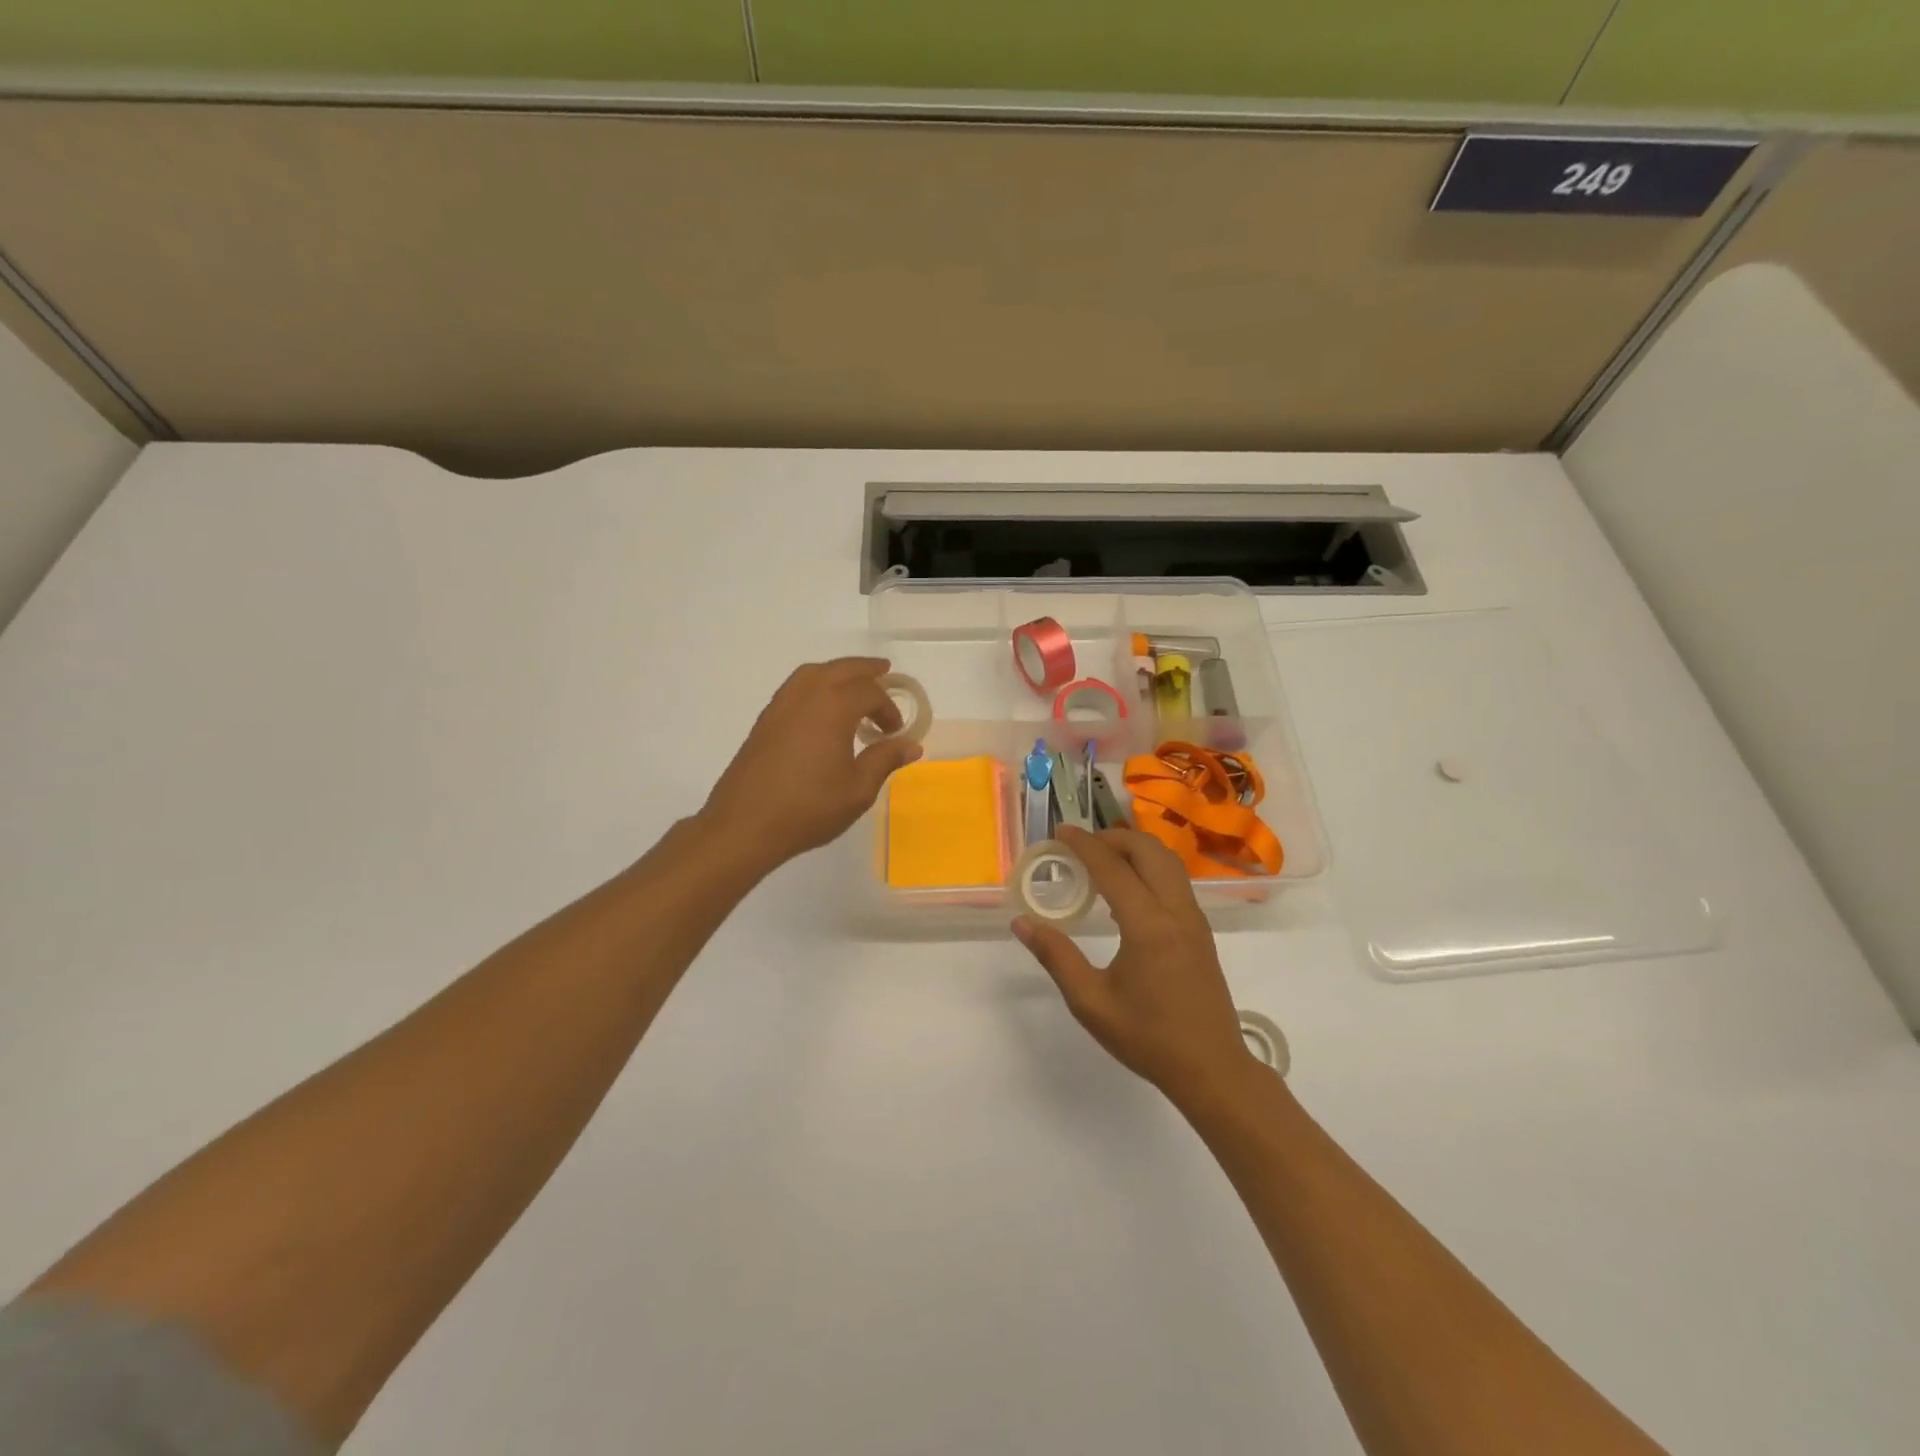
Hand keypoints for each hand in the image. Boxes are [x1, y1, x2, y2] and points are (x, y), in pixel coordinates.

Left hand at [700, 658, 922, 868]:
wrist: (745, 824)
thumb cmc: (809, 807)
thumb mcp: (858, 789)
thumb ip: (885, 760)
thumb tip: (911, 745)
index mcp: (833, 707)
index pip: (869, 692)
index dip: (888, 708)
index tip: (895, 733)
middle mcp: (806, 696)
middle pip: (841, 669)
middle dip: (865, 669)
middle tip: (884, 671)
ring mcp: (780, 706)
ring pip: (813, 673)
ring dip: (837, 672)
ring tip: (852, 684)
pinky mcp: (765, 721)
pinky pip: (795, 687)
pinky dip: (815, 685)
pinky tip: (821, 708)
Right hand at [1014, 826, 1261, 1105]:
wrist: (1212, 1068)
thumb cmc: (1147, 1038)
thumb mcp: (1091, 1003)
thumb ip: (1056, 957)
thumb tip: (1022, 922)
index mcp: (1148, 925)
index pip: (1112, 867)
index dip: (1084, 845)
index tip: (1059, 832)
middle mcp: (1176, 911)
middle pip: (1148, 850)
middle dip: (1113, 838)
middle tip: (1081, 846)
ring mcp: (1194, 918)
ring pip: (1168, 861)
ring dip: (1135, 849)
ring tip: (1102, 861)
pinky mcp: (1201, 930)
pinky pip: (1175, 880)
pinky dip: (1149, 867)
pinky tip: (1127, 891)